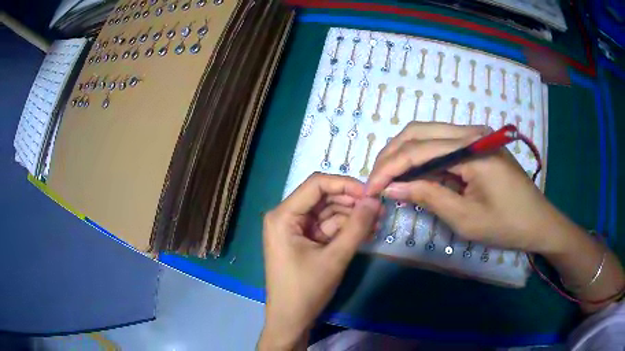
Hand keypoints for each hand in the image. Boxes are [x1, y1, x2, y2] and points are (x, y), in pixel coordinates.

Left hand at [259, 173, 381, 349]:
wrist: (291, 319)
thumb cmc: (306, 289)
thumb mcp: (335, 257)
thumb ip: (357, 227)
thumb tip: (375, 200)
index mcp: (283, 216)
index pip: (316, 184)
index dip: (345, 184)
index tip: (370, 193)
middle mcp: (285, 216)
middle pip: (323, 197)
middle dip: (351, 202)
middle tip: (379, 208)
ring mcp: (294, 229)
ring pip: (327, 212)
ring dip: (351, 217)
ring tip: (378, 221)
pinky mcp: (303, 240)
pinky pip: (326, 227)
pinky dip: (345, 229)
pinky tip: (366, 231)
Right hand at [366, 122, 564, 253]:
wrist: (538, 222)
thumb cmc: (506, 225)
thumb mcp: (465, 218)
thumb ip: (428, 196)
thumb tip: (392, 188)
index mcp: (472, 148)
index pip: (418, 150)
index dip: (389, 169)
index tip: (370, 189)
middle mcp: (471, 132)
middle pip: (418, 132)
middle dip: (392, 155)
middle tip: (376, 179)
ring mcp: (475, 135)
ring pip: (428, 135)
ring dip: (405, 154)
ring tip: (390, 178)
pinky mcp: (477, 144)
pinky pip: (442, 144)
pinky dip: (424, 159)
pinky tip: (415, 175)